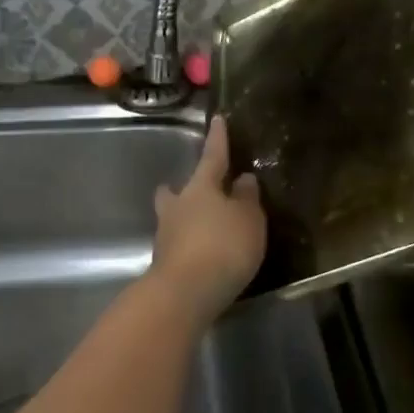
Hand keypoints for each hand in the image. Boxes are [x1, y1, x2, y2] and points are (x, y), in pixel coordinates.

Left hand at [149, 115, 264, 324]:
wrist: (185, 293)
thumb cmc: (222, 246)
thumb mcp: (249, 220)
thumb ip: (247, 198)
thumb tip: (243, 179)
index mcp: (201, 187)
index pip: (212, 156)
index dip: (218, 139)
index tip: (217, 119)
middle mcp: (178, 206)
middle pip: (176, 190)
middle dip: (181, 188)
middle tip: (195, 189)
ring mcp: (166, 235)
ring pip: (172, 217)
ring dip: (184, 218)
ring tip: (201, 225)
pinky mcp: (164, 263)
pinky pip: (177, 243)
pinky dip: (188, 243)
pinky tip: (201, 253)